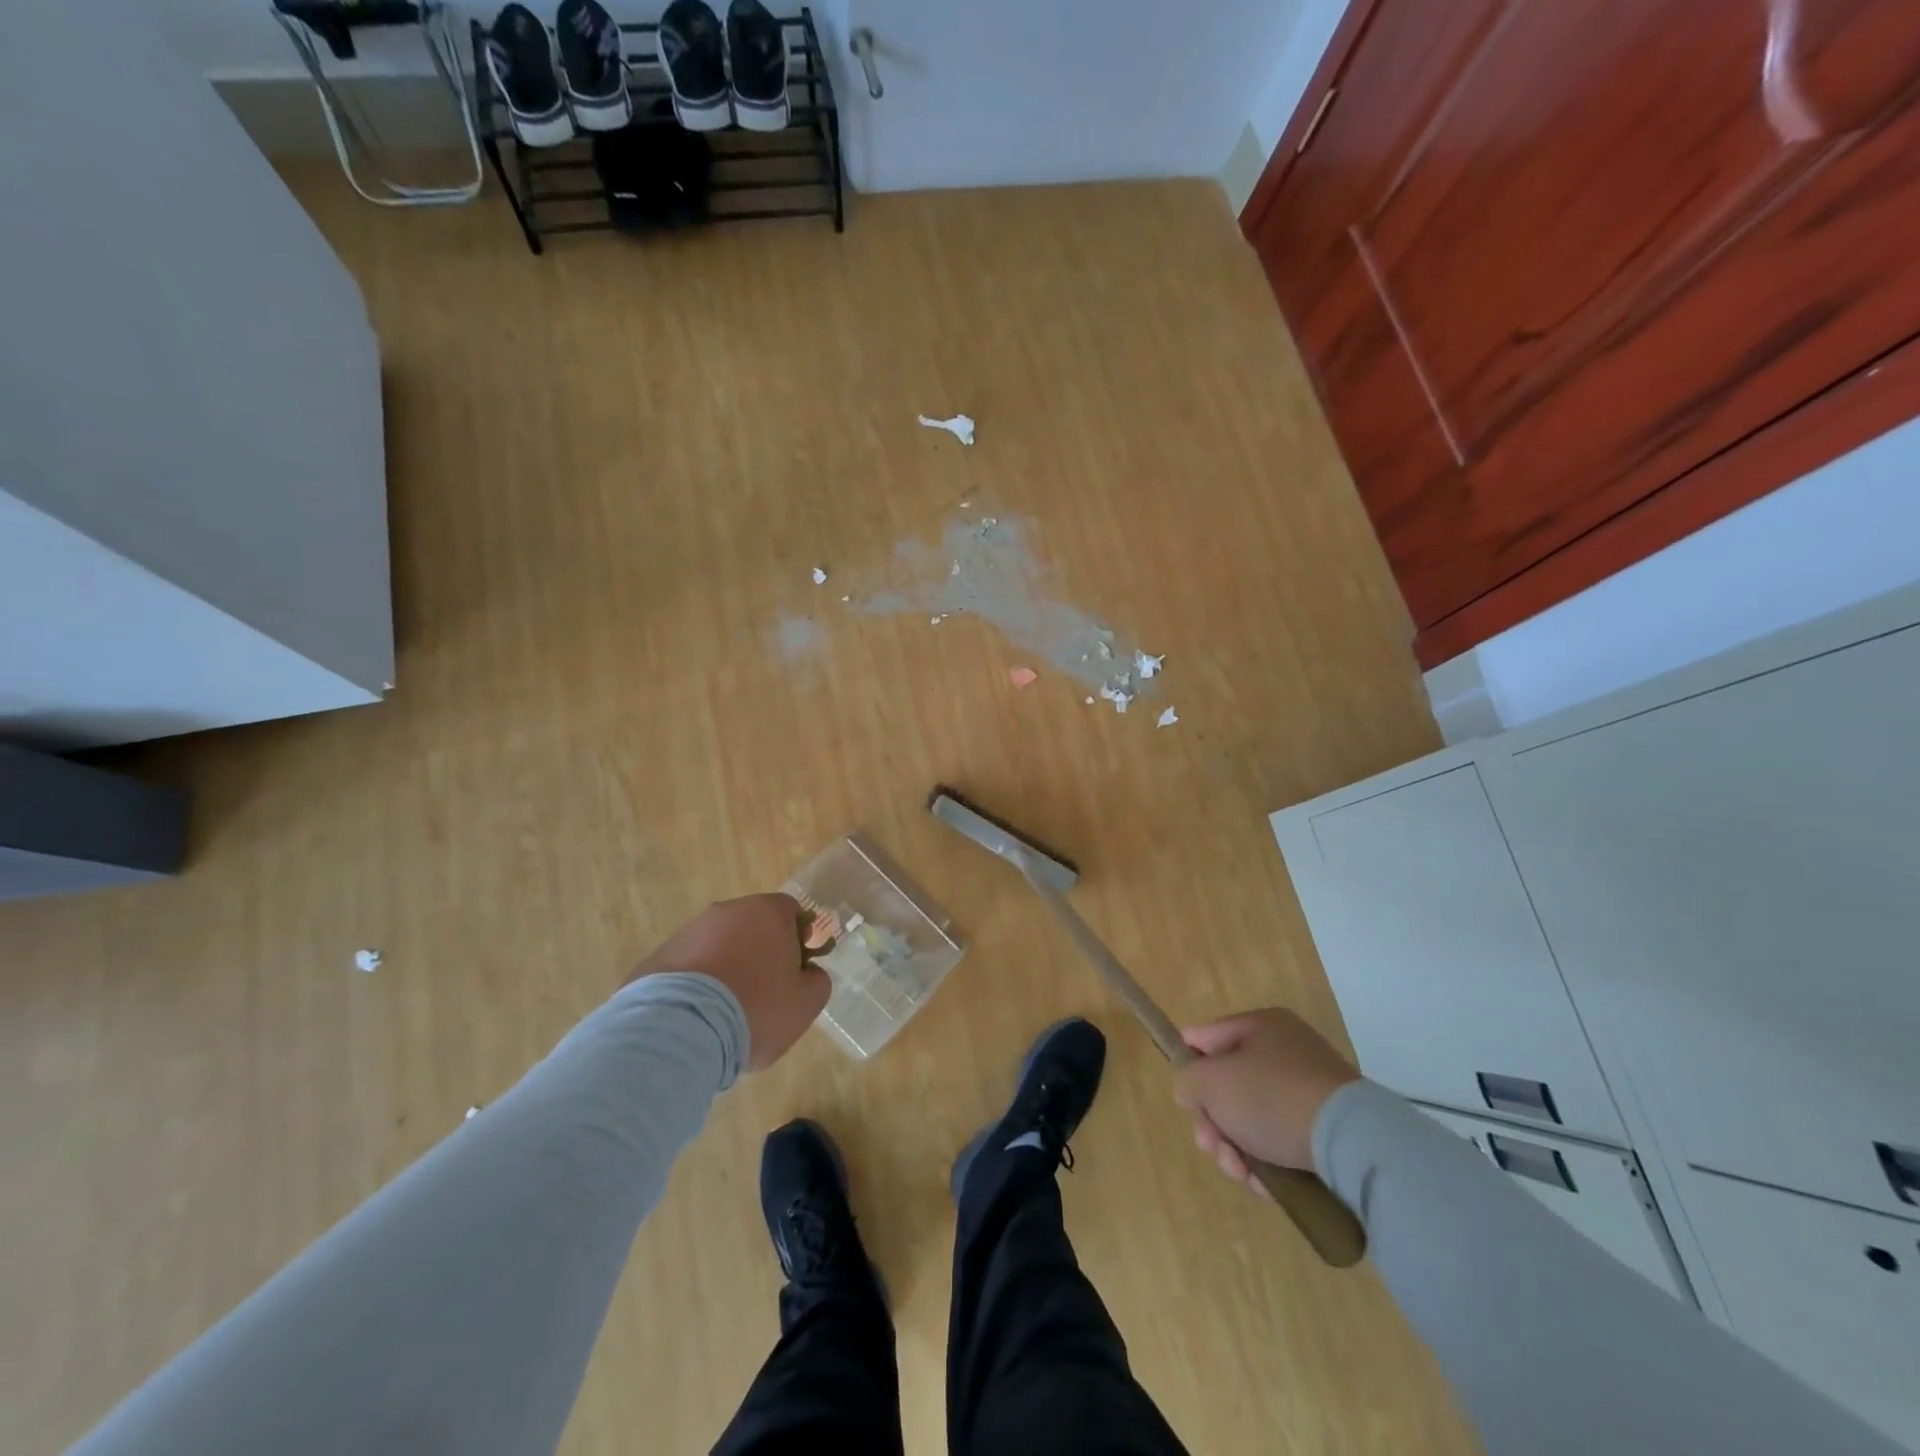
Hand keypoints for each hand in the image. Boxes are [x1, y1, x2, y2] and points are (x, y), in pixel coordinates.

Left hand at [626, 894, 829, 1070]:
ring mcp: (689, 932)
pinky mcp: (658, 957)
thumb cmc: (755, 1009)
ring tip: (727, 1011)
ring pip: (719, 944)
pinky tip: (698, 1016)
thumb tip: (808, 973)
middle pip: (753, 925)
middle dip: (760, 952)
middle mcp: (727, 911)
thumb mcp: (805, 1003)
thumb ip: (817, 981)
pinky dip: (697, 983)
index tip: (796, 970)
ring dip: (727, 967)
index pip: (791, 911)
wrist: (680, 1031)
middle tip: (765, 992)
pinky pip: (690, 966)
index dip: (799, 938)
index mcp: (767, 912)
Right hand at [1172, 1008, 1360, 1191]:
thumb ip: (1188, 1080)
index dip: (1190, 1064)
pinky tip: (1264, 1184)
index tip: (1186, 1098)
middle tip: (1211, 1147)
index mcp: (1261, 1026)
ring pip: (1253, 1118)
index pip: (1208, 1037)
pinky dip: (1267, 1162)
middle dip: (1213, 1121)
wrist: (1352, 1144)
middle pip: (1230, 1085)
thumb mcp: (1212, 1082)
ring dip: (1235, 1148)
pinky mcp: (1326, 1129)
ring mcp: (1309, 1090)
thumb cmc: (1271, 1097)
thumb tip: (1191, 1089)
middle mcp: (1286, 1050)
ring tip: (1239, 1172)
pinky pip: (1282, 1140)